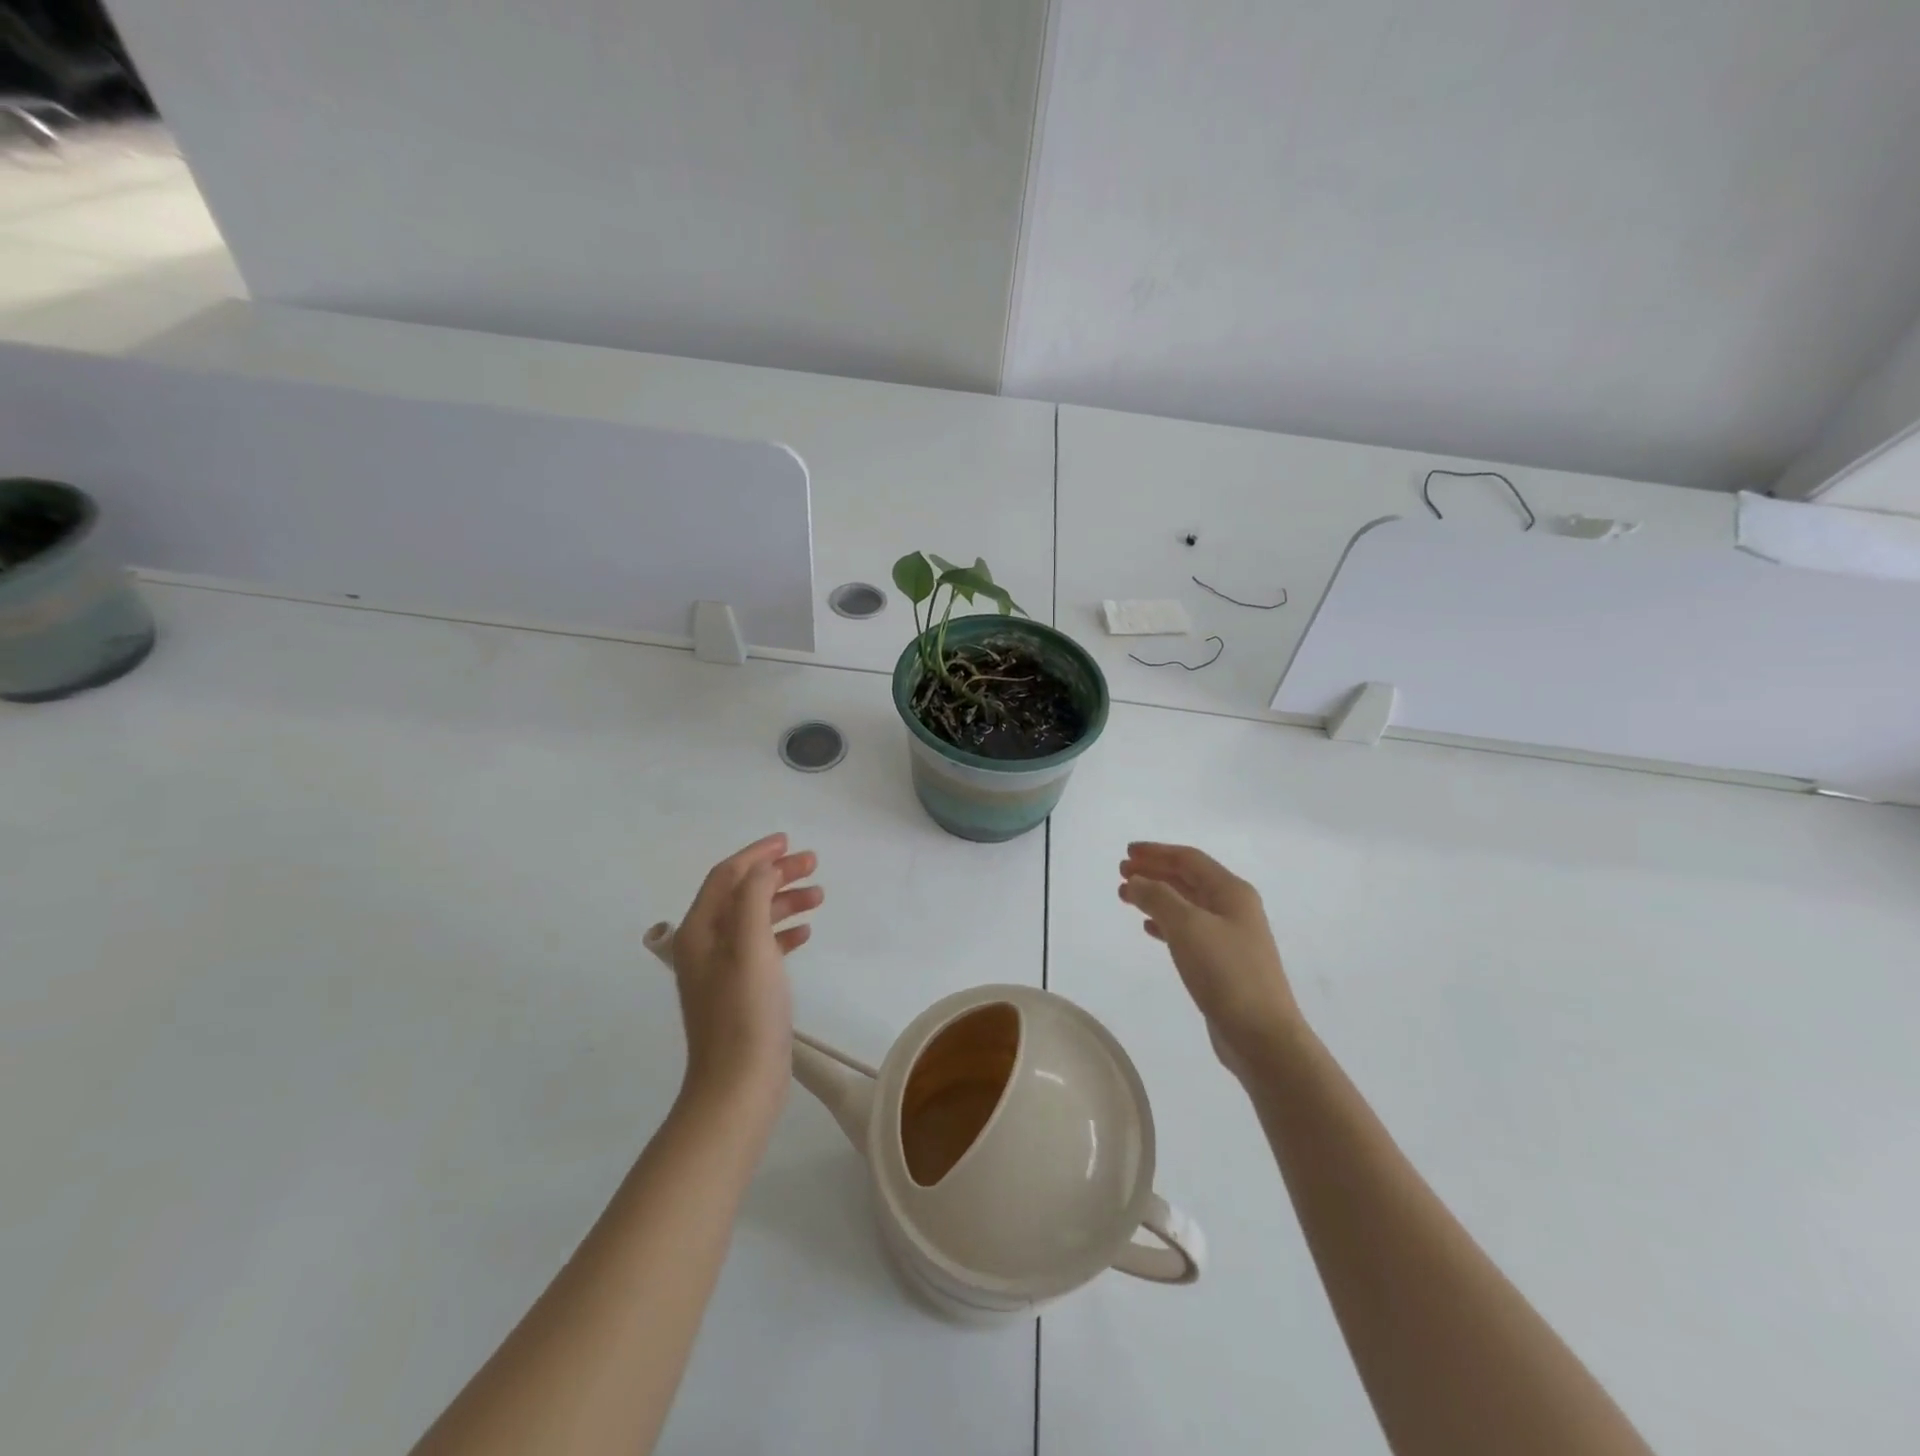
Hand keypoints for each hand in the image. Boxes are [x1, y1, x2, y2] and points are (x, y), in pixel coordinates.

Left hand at [669, 833, 821, 1113]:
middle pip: (741, 894)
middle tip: (813, 864)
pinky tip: (805, 933)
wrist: (738, 1086)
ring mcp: (722, 970)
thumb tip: (762, 869)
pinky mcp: (741, 990)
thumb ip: (753, 898)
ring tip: (819, 896)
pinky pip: (762, 946)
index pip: (726, 876)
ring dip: (784, 901)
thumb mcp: (749, 946)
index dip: (756, 854)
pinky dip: (783, 932)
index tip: (789, 841)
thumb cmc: (745, 1012)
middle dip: (775, 874)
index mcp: (700, 931)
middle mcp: (705, 945)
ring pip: (754, 919)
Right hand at [1118, 842, 1301, 1077]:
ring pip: (1186, 905)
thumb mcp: (1187, 926)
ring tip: (1126, 896)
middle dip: (1154, 872)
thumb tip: (1136, 881)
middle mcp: (1233, 908)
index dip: (1156, 852)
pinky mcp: (1222, 963)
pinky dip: (1165, 923)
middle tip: (1121, 872)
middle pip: (1188, 879)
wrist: (1262, 1035)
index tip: (1126, 852)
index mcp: (1231, 892)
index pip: (1189, 859)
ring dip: (1156, 896)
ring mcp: (1230, 937)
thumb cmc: (1226, 973)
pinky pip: (1188, 930)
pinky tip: (1148, 928)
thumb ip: (1158, 897)